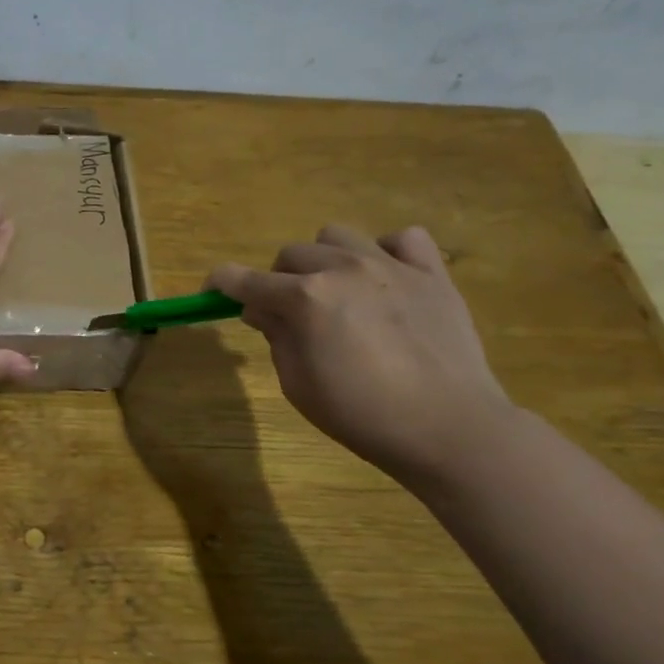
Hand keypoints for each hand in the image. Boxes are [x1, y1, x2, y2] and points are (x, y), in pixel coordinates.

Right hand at [207, 224, 516, 484]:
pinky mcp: (432, 273)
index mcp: (304, 299)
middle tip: (291, 314)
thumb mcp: (298, 385)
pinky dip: (386, 253)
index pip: (243, 279)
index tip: (213, 291)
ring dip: (325, 260)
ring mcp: (390, 265)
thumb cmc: (362, 415)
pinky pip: (402, 239)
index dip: (221, 283)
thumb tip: (261, 309)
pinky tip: (387, 281)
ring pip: (337, 235)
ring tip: (339, 291)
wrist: (450, 428)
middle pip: (289, 254)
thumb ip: (276, 337)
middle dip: (279, 280)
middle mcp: (342, 269)